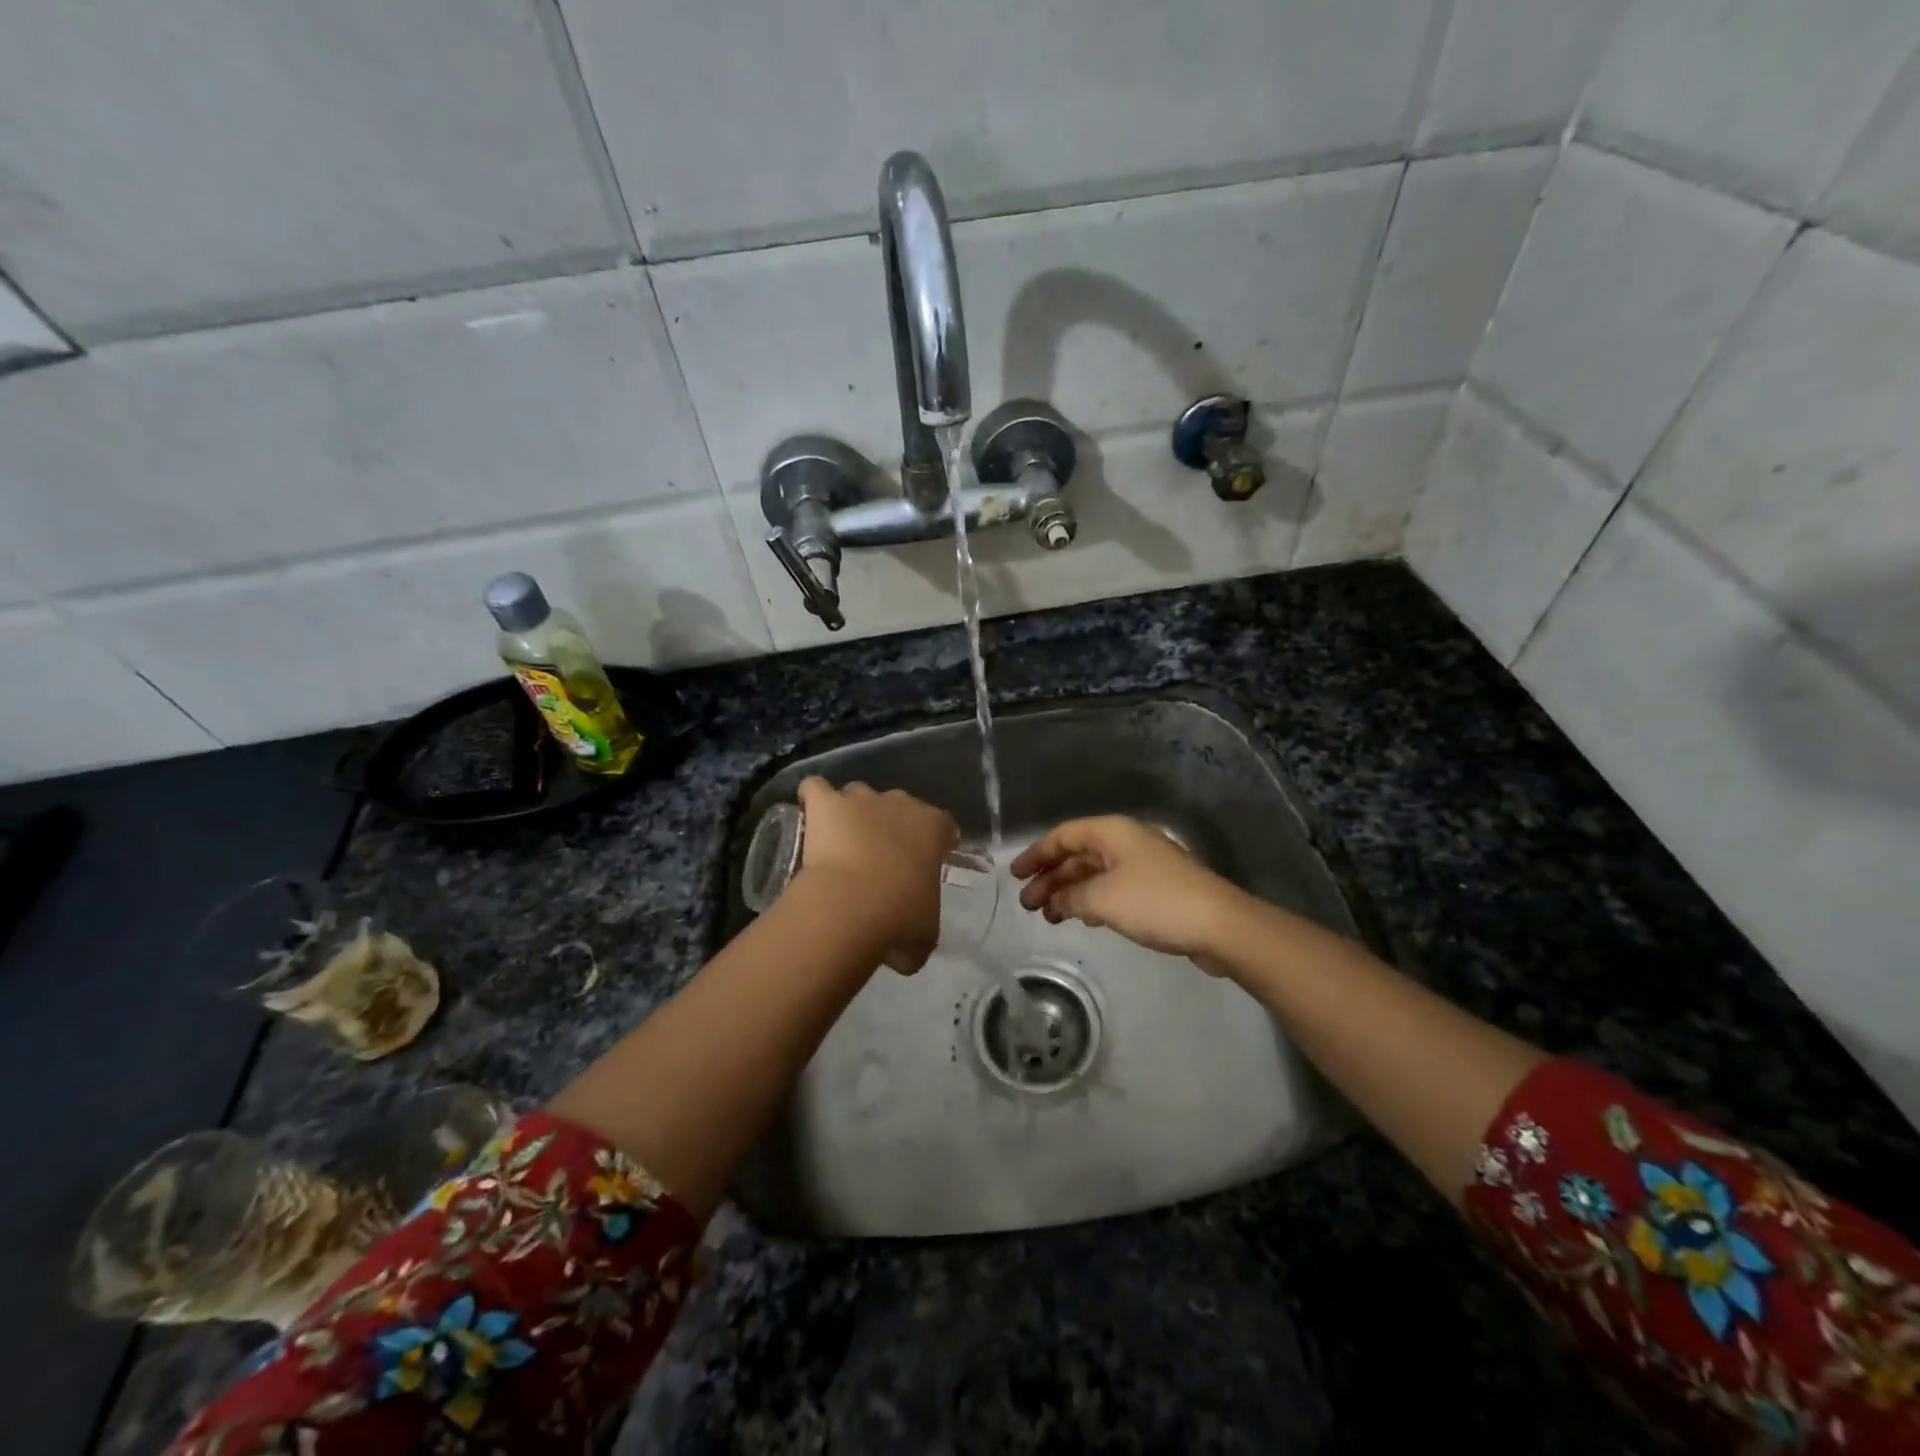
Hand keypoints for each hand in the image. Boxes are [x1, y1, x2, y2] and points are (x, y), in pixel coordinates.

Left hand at [794, 777, 957, 973]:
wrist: (851, 907)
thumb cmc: (898, 920)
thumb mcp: (925, 934)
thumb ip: (923, 929)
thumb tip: (909, 949)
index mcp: (934, 829)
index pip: (942, 825)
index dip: (932, 841)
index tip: (922, 861)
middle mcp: (901, 804)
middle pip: (898, 805)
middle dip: (889, 824)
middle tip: (877, 858)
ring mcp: (861, 799)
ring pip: (858, 794)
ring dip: (851, 812)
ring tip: (839, 840)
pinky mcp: (826, 803)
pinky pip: (815, 789)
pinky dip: (812, 799)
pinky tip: (809, 816)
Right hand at [1012, 815, 1243, 969]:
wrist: (1219, 925)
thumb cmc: (1155, 902)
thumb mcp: (1102, 899)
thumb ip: (1071, 897)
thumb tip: (1055, 901)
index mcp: (1111, 832)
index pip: (1063, 835)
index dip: (1036, 854)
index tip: (1014, 875)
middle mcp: (1125, 842)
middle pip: (1077, 854)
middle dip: (1050, 878)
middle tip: (1027, 904)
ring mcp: (1142, 865)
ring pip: (1094, 873)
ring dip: (1068, 892)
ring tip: (1048, 916)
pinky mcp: (1155, 889)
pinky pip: (1111, 888)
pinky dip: (1091, 900)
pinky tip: (1081, 918)